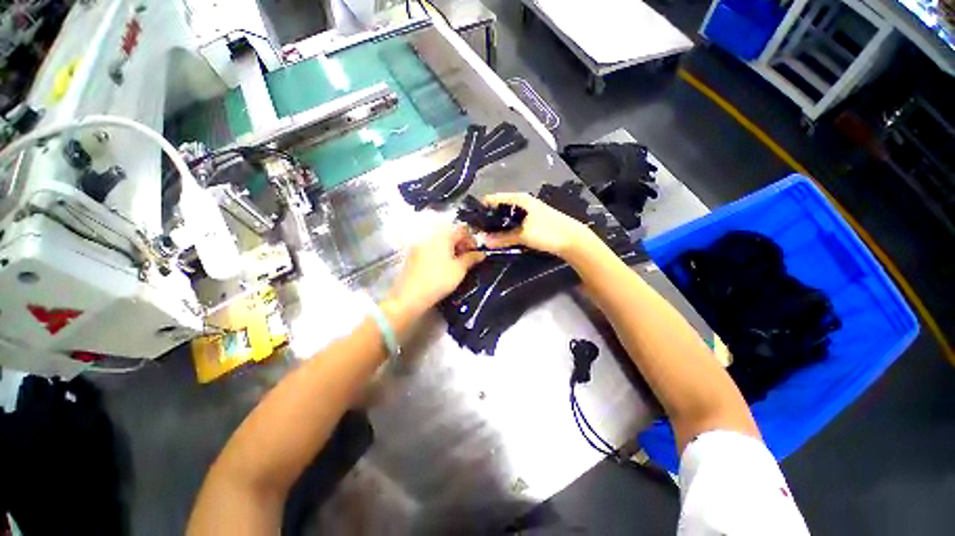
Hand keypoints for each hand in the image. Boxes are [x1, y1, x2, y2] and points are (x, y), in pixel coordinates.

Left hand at [386, 224, 484, 315]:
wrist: (410, 295)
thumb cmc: (439, 280)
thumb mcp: (460, 269)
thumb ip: (472, 258)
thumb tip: (481, 254)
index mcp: (443, 235)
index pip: (462, 229)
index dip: (472, 240)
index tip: (476, 253)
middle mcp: (430, 235)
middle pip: (451, 234)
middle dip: (461, 245)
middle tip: (467, 259)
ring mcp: (420, 244)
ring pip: (441, 242)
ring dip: (451, 249)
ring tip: (456, 264)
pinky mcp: (414, 254)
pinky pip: (431, 248)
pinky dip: (440, 253)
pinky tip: (443, 267)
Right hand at [482, 193, 592, 257]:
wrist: (573, 239)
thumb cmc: (548, 232)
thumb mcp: (523, 235)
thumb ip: (503, 238)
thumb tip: (484, 241)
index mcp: (521, 199)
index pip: (496, 198)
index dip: (484, 206)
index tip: (472, 216)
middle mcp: (525, 202)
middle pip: (502, 207)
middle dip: (490, 217)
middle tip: (478, 228)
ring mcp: (530, 211)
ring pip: (509, 216)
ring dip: (500, 224)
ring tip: (487, 233)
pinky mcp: (534, 221)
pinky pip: (516, 222)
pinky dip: (508, 228)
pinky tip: (503, 235)